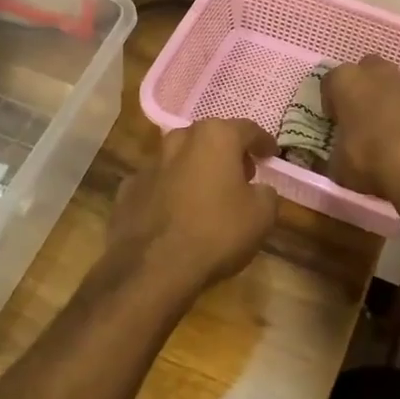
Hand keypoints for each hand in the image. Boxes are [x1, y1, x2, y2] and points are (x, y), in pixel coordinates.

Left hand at [108, 118, 278, 296]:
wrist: (153, 268)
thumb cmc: (216, 233)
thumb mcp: (262, 216)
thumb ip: (266, 194)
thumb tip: (259, 190)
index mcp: (215, 137)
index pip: (247, 130)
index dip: (263, 142)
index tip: (271, 154)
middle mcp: (179, 140)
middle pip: (210, 139)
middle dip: (227, 153)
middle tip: (242, 174)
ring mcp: (149, 164)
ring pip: (180, 159)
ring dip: (196, 170)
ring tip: (209, 194)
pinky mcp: (128, 190)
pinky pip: (159, 184)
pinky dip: (171, 192)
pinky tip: (177, 214)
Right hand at [322, 56, 399, 202]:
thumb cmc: (371, 159)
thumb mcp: (339, 166)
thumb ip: (336, 155)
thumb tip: (337, 159)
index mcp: (347, 81)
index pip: (331, 82)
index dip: (332, 103)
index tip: (336, 122)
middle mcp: (378, 73)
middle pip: (367, 72)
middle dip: (365, 91)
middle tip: (363, 120)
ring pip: (396, 87)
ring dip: (392, 103)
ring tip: (393, 135)